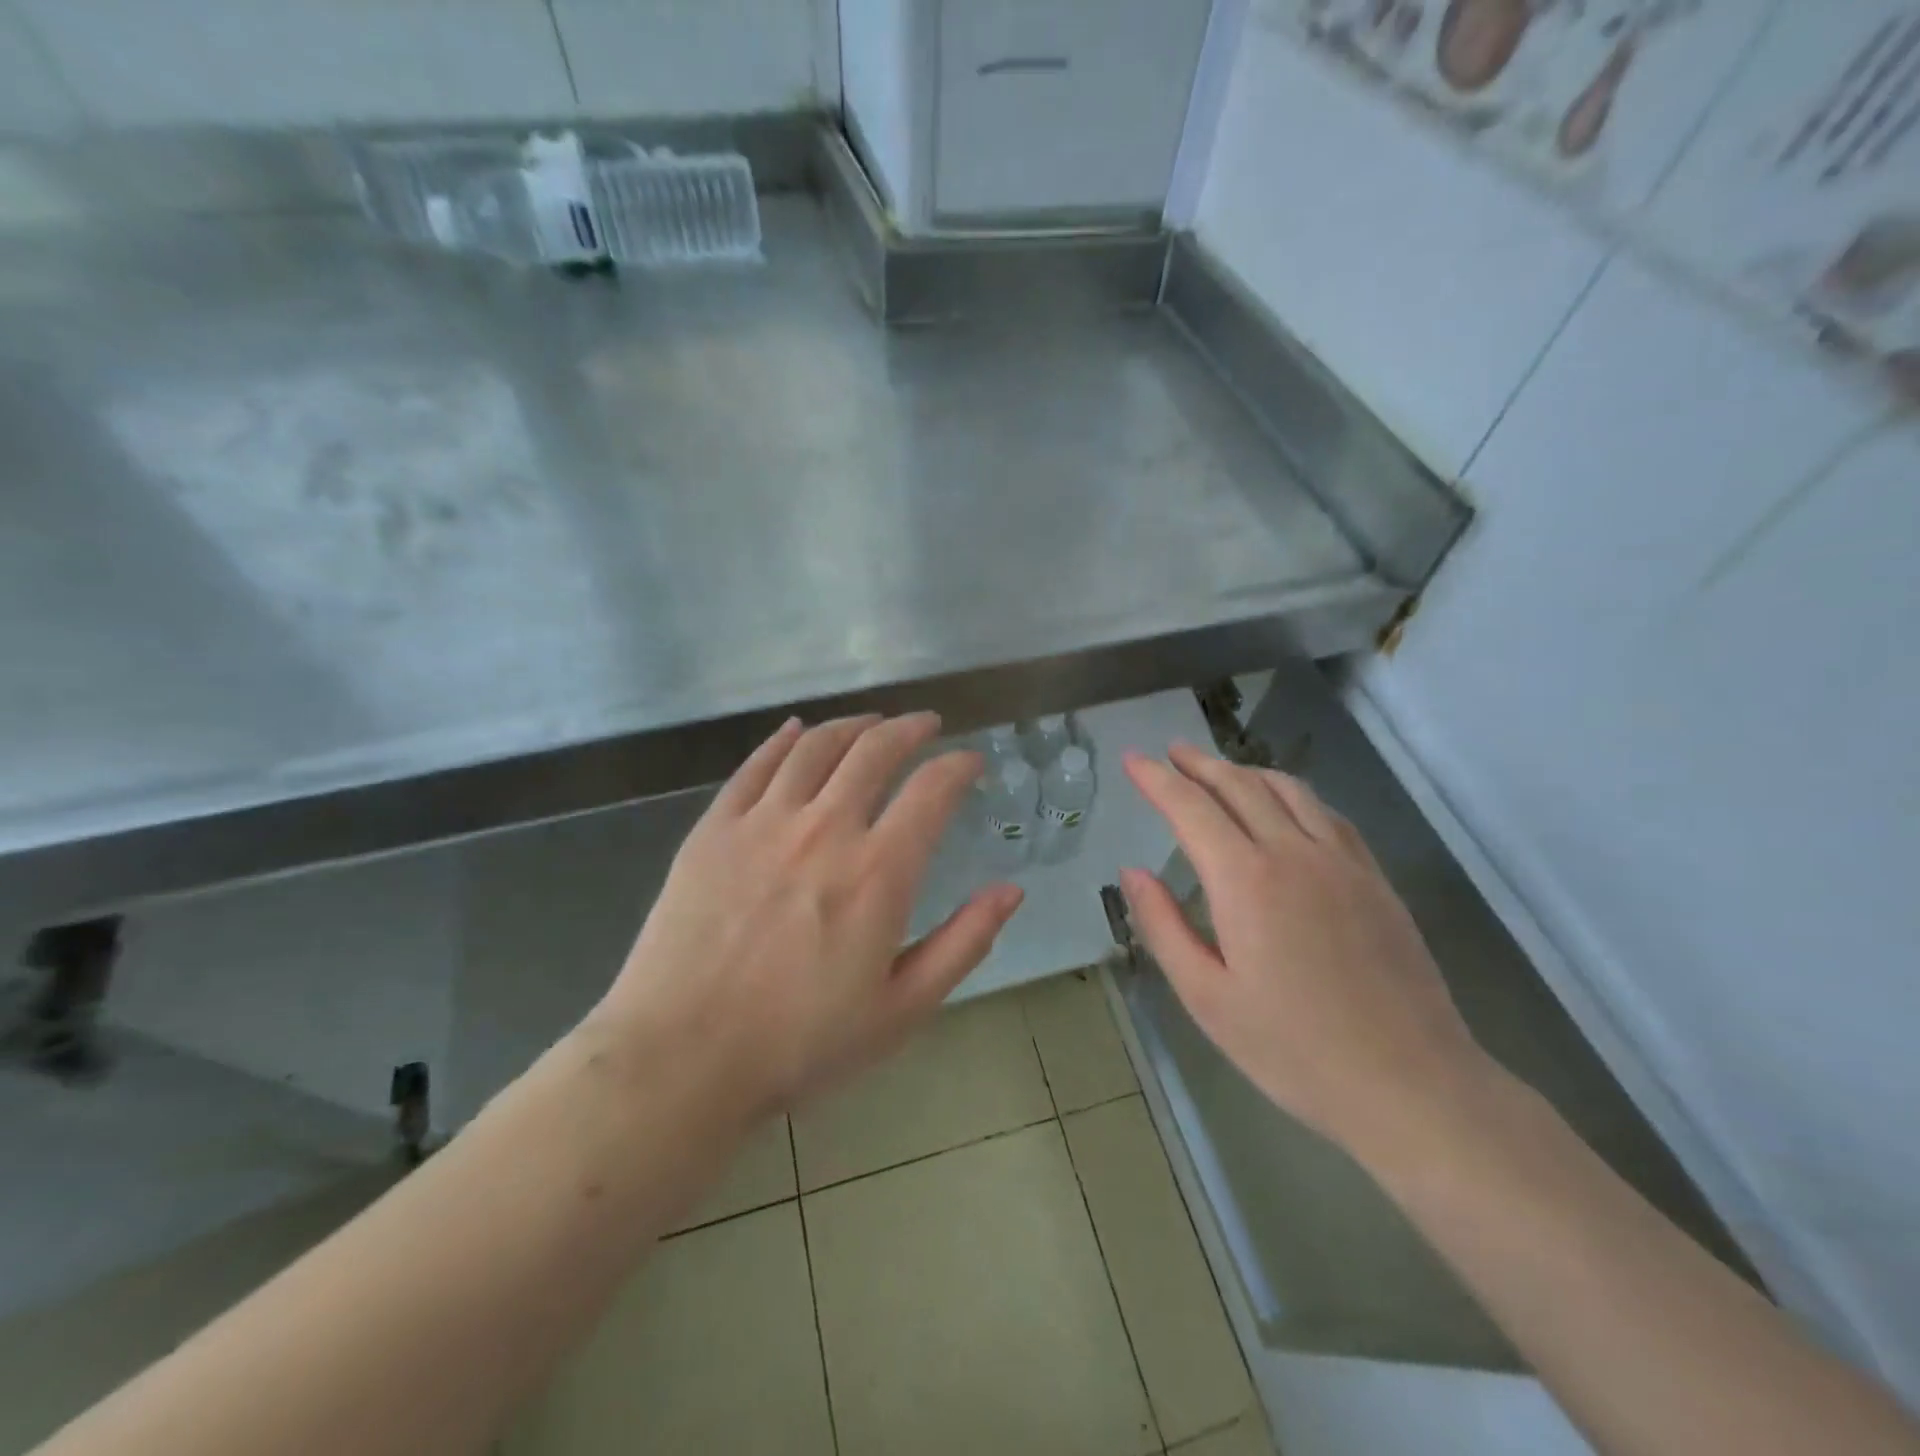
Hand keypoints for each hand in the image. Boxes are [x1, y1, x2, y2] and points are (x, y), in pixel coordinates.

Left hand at [593, 713, 1023, 1123]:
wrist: (682, 1058)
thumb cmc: (801, 1043)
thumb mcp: (902, 1009)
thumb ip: (963, 943)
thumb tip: (1011, 890)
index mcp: (878, 872)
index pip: (932, 790)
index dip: (959, 766)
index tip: (971, 761)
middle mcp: (825, 828)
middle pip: (874, 750)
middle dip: (909, 729)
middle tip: (925, 724)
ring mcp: (763, 822)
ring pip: (816, 746)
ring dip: (852, 725)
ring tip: (870, 722)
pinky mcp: (715, 827)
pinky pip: (755, 765)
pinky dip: (783, 739)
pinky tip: (796, 731)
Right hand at [1120, 744, 1487, 1163]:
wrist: (1411, 1085)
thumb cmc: (1294, 1049)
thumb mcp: (1207, 998)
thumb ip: (1163, 927)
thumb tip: (1132, 873)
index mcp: (1245, 881)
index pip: (1190, 808)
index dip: (1157, 779)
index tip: (1133, 759)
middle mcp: (1293, 853)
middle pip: (1239, 786)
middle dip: (1199, 764)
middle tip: (1172, 751)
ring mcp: (1342, 862)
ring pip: (1288, 790)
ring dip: (1246, 771)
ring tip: (1220, 769)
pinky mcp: (1374, 879)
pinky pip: (1327, 814)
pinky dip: (1293, 794)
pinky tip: (1287, 804)